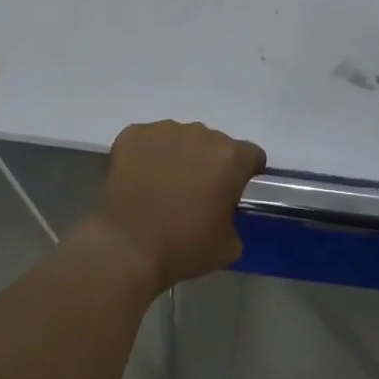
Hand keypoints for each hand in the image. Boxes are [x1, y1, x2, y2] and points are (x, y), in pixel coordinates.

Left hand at [80, 121, 266, 292]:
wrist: (127, 248)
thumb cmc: (184, 247)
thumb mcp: (230, 245)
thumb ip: (235, 218)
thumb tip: (223, 211)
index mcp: (231, 157)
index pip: (251, 156)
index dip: (244, 175)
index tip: (232, 194)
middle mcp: (201, 133)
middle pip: (214, 144)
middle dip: (208, 164)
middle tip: (195, 194)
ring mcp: (164, 130)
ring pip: (180, 139)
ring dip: (178, 157)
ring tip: (163, 187)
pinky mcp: (132, 134)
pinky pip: (148, 141)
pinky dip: (147, 156)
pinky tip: (139, 180)